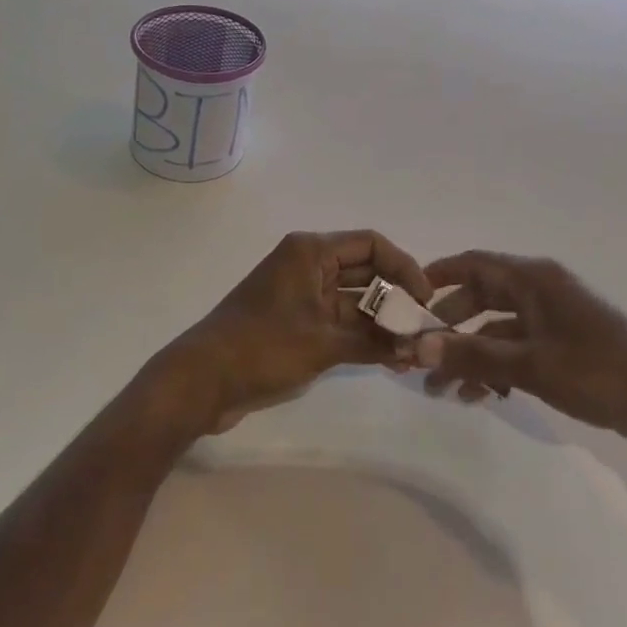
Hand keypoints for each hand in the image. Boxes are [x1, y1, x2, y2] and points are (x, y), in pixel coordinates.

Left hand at [166, 230, 430, 433]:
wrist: (201, 382)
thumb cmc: (262, 347)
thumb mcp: (323, 343)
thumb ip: (373, 342)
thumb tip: (416, 348)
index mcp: (311, 251)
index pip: (371, 244)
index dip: (404, 267)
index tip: (425, 299)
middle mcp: (308, 264)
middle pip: (365, 271)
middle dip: (395, 299)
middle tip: (424, 329)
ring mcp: (301, 294)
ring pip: (353, 300)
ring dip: (381, 323)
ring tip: (413, 351)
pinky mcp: (296, 322)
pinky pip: (338, 321)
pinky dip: (361, 337)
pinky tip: (389, 359)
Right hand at [415, 252, 626, 453]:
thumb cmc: (597, 371)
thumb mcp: (530, 365)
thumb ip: (473, 356)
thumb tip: (419, 348)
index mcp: (534, 279)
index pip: (474, 264)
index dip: (439, 276)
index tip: (406, 297)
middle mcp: (541, 291)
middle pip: (482, 297)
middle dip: (450, 326)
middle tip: (420, 355)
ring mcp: (555, 321)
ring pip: (499, 329)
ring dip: (471, 354)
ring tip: (442, 391)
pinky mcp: (566, 349)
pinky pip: (519, 350)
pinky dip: (497, 368)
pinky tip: (480, 397)